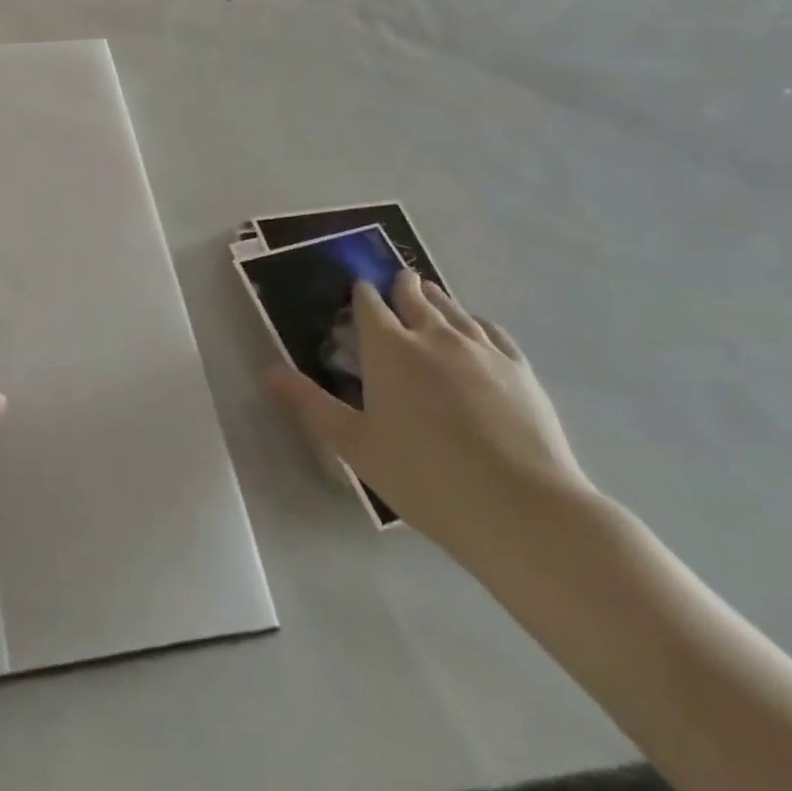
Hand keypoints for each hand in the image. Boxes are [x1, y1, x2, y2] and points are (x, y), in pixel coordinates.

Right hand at [266, 271, 594, 565]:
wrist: (523, 509)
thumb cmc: (425, 476)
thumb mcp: (355, 444)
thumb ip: (310, 404)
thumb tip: (268, 372)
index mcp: (388, 348)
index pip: (369, 303)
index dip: (361, 293)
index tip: (358, 290)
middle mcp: (432, 335)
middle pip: (414, 297)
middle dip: (402, 286)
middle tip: (398, 280)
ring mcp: (481, 350)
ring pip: (454, 309)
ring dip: (437, 298)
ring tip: (430, 294)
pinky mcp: (520, 370)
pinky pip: (492, 331)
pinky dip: (477, 322)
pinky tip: (477, 328)